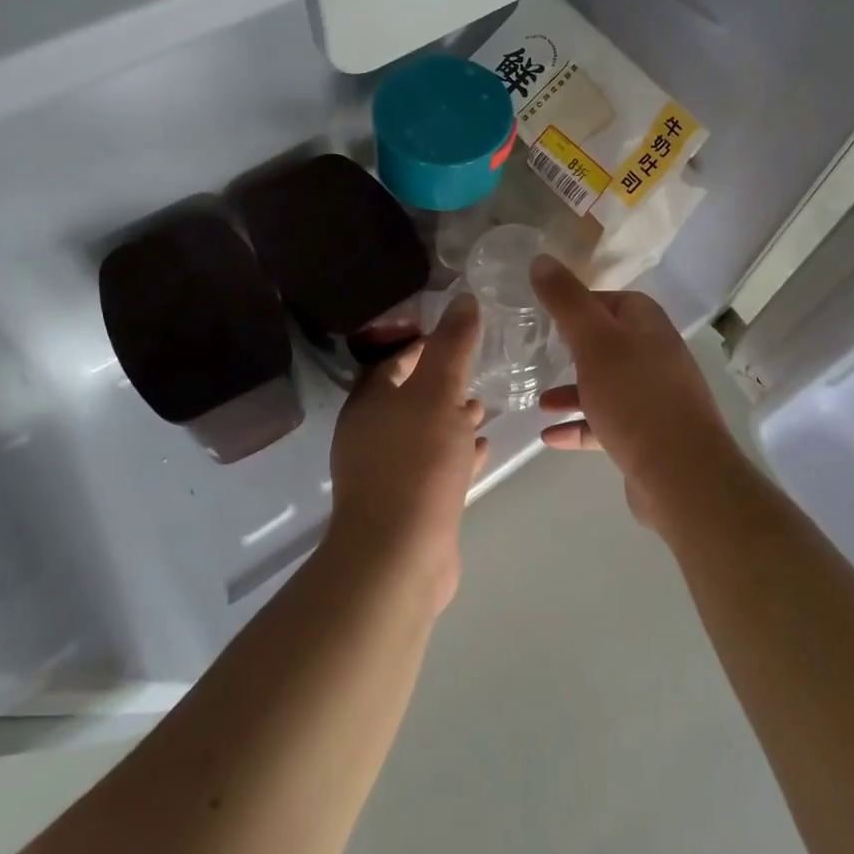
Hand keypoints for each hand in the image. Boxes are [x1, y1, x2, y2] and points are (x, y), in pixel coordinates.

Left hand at [325, 295, 486, 611]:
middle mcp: (372, 433)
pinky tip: (483, 448)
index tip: (459, 331)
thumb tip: (463, 298)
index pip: (394, 360)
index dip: (424, 343)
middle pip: (409, 396)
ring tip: (482, 406)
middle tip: (476, 368)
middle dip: (441, 382)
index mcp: (370, 402)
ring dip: (451, 418)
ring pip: (424, 432)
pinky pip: (435, 466)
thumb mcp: (438, 392)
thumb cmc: (416, 462)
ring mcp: (388, 471)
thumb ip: (452, 345)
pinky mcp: (409, 503)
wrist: (399, 555)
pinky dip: (457, 453)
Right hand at [530, 256, 746, 530]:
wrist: (681, 474)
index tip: (547, 314)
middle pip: (609, 343)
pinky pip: (607, 423)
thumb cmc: (635, 397)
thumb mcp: (593, 341)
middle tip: (540, 352)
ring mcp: (654, 399)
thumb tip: (541, 259)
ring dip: (573, 391)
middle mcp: (656, 357)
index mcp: (649, 327)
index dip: (581, 303)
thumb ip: (566, 301)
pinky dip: (580, 426)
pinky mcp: (648, 436)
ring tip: (538, 403)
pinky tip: (550, 437)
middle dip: (573, 349)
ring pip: (607, 386)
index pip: (614, 300)